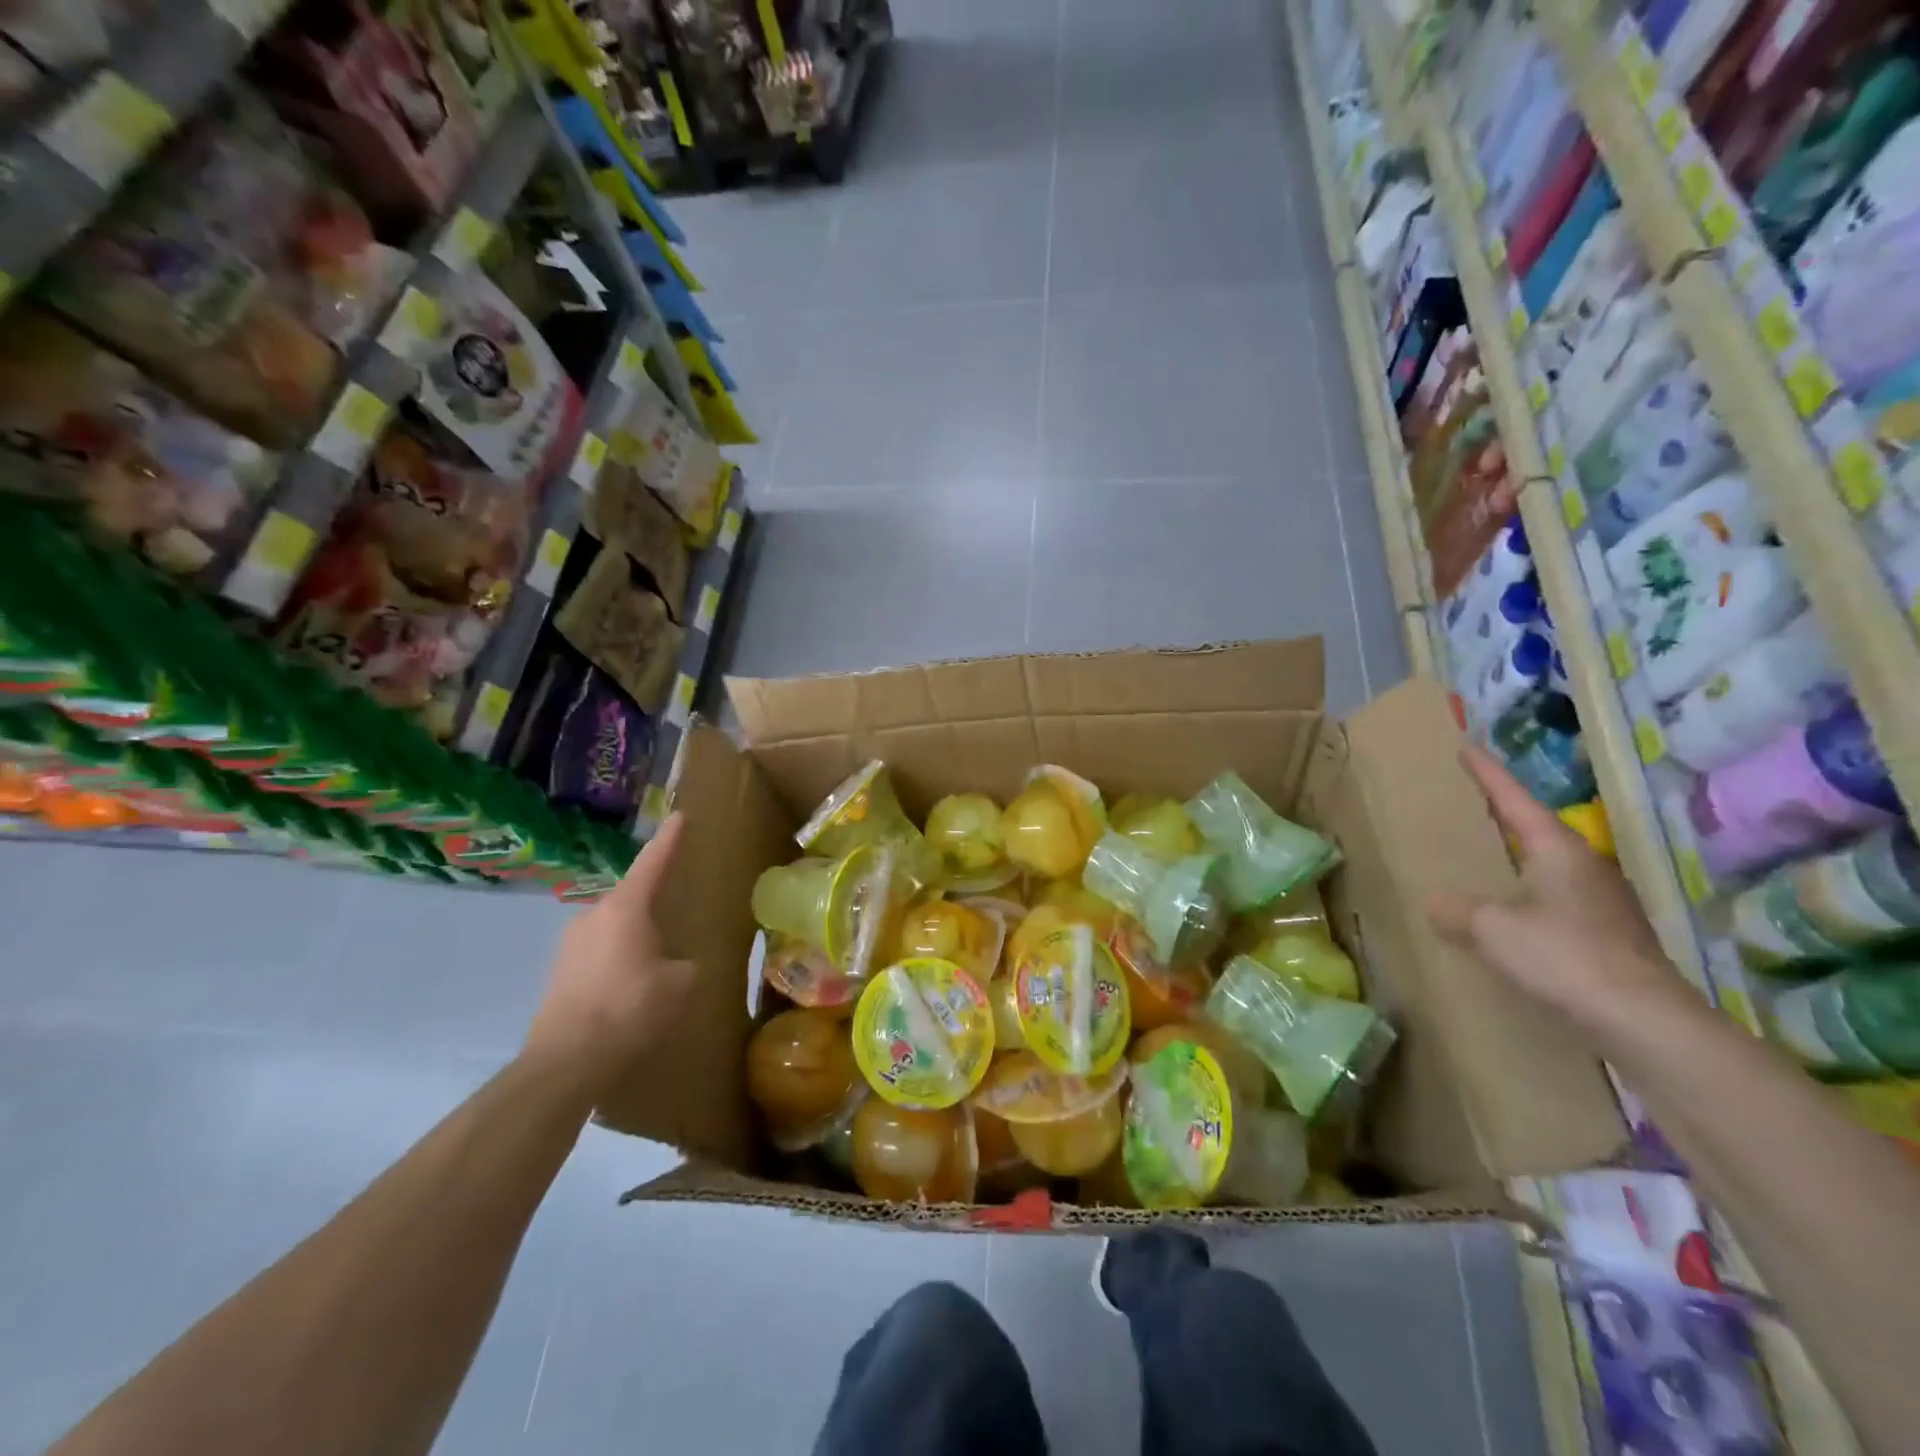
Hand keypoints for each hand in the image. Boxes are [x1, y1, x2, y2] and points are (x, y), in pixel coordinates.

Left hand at [523, 813, 695, 1090]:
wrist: (566, 1062)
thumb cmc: (630, 1009)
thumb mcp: (680, 984)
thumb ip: (685, 964)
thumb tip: (678, 964)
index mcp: (625, 907)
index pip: (653, 862)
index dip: (669, 839)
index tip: (680, 816)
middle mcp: (593, 915)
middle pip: (630, 897)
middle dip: (653, 902)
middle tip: (676, 909)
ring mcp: (570, 944)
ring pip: (613, 927)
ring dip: (634, 936)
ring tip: (656, 957)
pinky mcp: (559, 972)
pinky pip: (598, 953)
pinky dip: (617, 959)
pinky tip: (630, 986)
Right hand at [1426, 747, 1691, 1036]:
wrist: (1642, 1018)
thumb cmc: (1561, 954)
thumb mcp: (1491, 928)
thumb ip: (1458, 911)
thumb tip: (1437, 902)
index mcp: (1557, 849)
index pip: (1514, 799)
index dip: (1487, 774)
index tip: (1466, 747)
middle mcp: (1584, 865)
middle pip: (1537, 828)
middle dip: (1505, 813)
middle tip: (1474, 800)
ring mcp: (1602, 900)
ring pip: (1550, 864)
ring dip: (1520, 856)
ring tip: (1489, 856)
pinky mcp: (1610, 933)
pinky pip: (1557, 898)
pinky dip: (1530, 892)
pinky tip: (1514, 912)